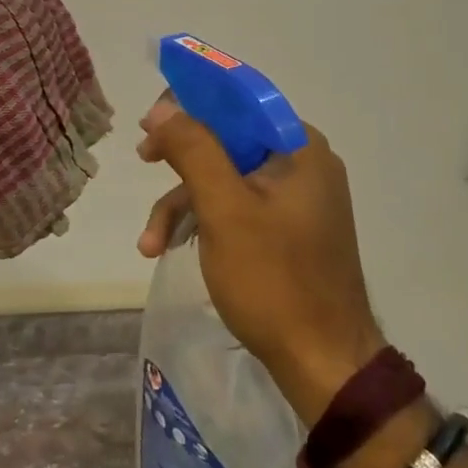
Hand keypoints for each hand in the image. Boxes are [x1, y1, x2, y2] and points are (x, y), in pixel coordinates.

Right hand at [137, 97, 385, 423]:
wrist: (324, 367)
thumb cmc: (274, 280)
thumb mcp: (223, 209)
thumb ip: (193, 149)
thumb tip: (162, 107)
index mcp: (299, 147)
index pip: (238, 100)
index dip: (191, 102)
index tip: (151, 120)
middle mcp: (303, 164)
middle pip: (229, 139)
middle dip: (181, 160)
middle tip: (144, 160)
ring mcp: (297, 199)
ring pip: (227, 178)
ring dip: (184, 203)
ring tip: (150, 243)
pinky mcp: (288, 230)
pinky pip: (239, 206)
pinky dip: (205, 222)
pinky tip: (172, 247)